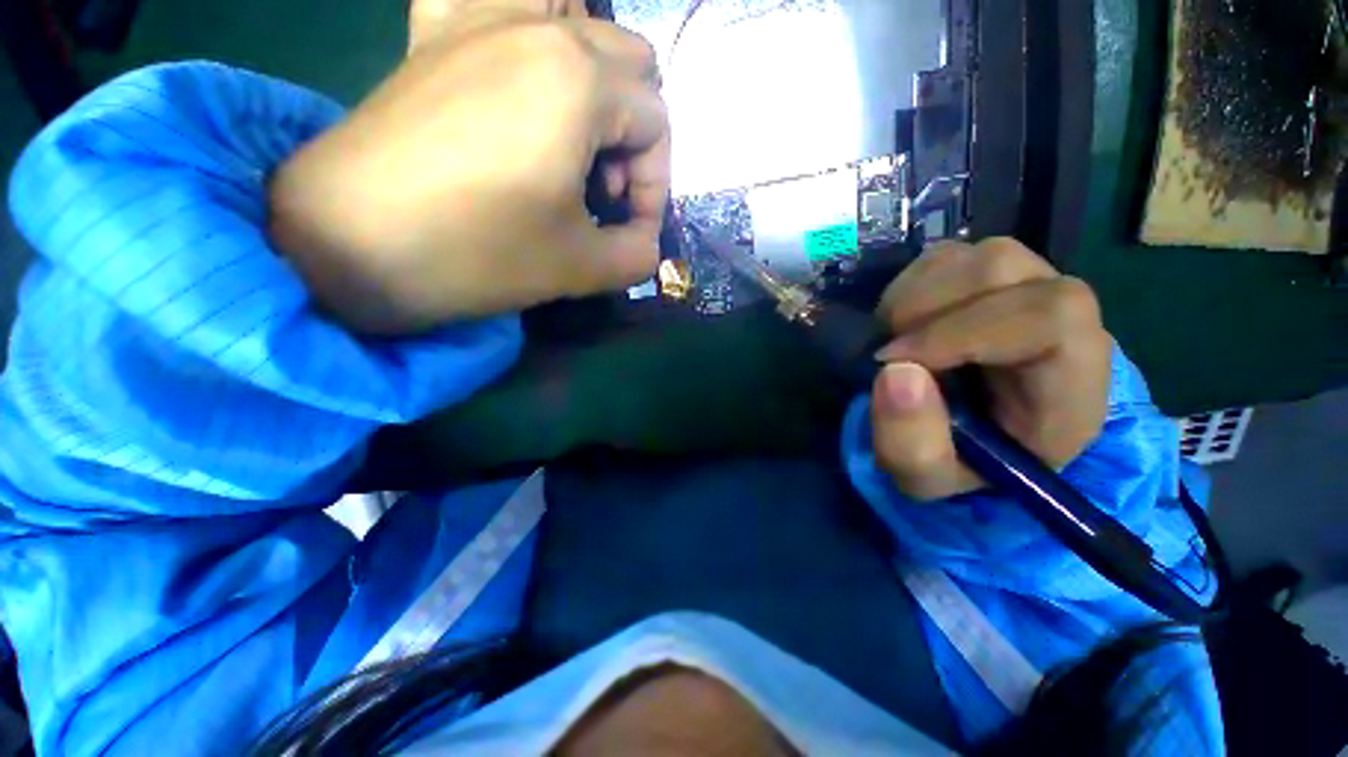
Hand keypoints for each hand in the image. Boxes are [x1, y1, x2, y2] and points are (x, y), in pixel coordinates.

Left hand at [269, 5, 668, 333]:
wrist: (345, 243)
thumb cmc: (475, 253)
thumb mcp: (580, 269)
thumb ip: (638, 256)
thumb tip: (649, 244)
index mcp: (580, 81)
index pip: (658, 124)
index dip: (655, 186)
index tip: (632, 231)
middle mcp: (539, 28)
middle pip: (631, 65)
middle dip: (633, 136)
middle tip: (602, 192)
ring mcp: (481, 20)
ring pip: (581, 27)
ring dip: (598, 87)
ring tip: (573, 144)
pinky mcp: (437, 35)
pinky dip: (528, 24)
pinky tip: (523, 73)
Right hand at [869, 238, 1112, 500]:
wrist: (971, 440)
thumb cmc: (960, 465)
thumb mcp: (927, 479)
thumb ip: (911, 442)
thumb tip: (894, 371)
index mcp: (1071, 384)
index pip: (1051, 318)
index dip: (963, 331)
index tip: (896, 362)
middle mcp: (1064, 321)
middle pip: (1004, 268)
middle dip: (925, 309)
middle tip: (887, 351)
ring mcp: (1030, 289)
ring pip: (975, 256)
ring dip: (913, 297)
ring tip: (892, 338)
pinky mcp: (992, 278)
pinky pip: (949, 257)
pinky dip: (909, 287)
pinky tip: (900, 322)